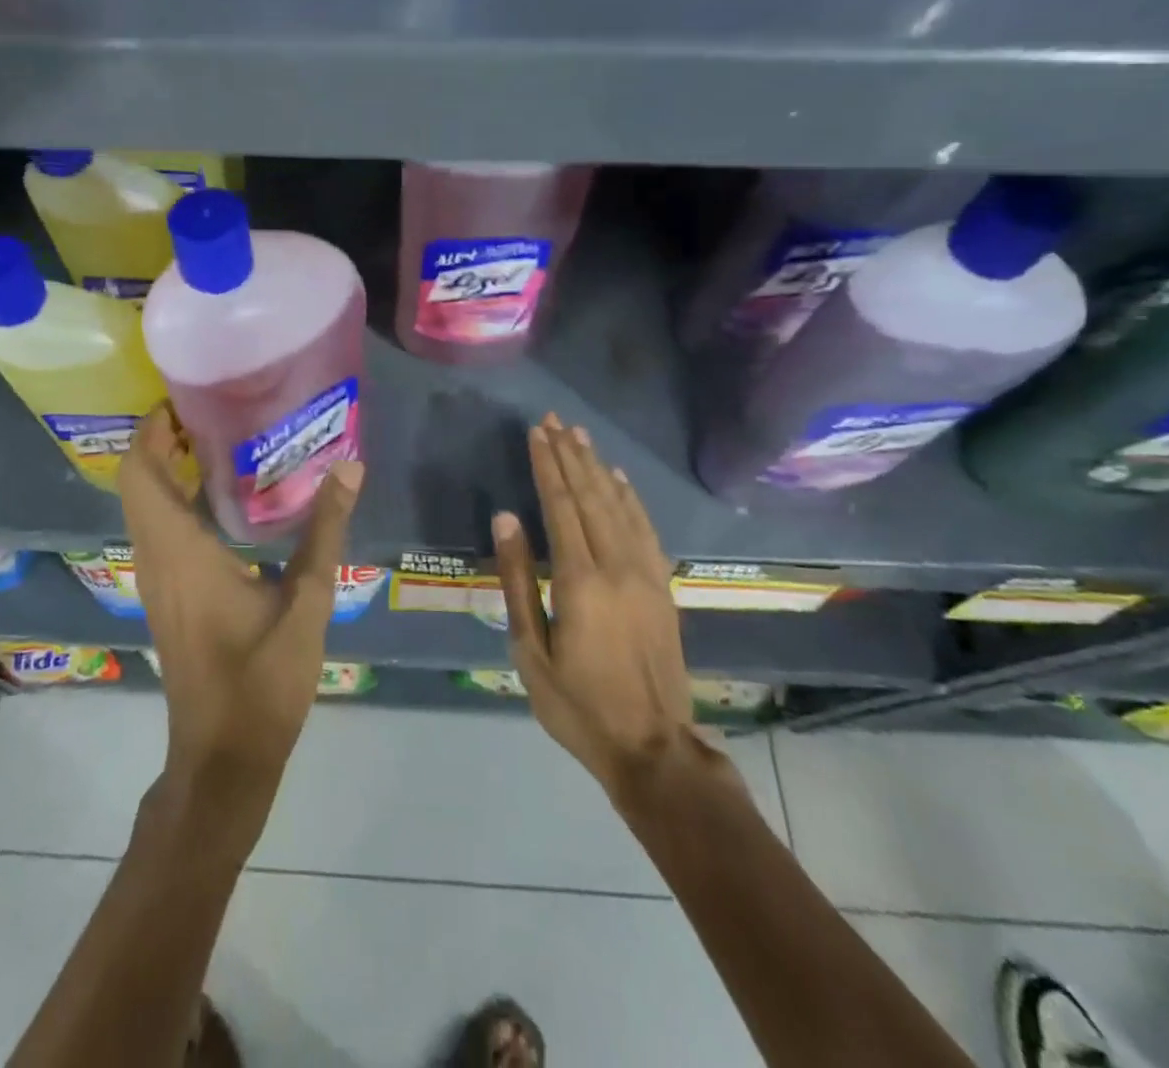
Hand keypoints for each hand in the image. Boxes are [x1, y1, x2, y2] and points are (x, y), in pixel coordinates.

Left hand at [120, 404, 362, 823]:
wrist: (222, 758)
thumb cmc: (262, 681)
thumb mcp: (306, 603)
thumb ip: (325, 532)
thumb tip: (349, 468)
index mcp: (180, 551)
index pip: (141, 472)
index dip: (152, 429)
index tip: (185, 397)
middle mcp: (156, 558)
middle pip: (138, 482)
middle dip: (163, 441)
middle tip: (213, 410)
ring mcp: (156, 581)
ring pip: (145, 508)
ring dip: (168, 470)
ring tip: (222, 442)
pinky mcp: (167, 598)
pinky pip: (159, 532)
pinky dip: (176, 502)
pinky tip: (225, 502)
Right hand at [496, 415, 708, 811]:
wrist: (652, 748)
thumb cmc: (577, 704)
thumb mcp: (530, 650)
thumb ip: (517, 579)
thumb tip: (505, 518)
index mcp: (581, 581)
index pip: (561, 506)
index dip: (547, 466)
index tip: (536, 432)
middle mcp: (618, 566)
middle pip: (591, 497)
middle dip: (570, 456)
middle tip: (554, 421)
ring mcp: (646, 575)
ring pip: (620, 506)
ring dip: (598, 468)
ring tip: (581, 436)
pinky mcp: (663, 587)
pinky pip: (646, 529)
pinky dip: (630, 498)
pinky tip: (619, 479)